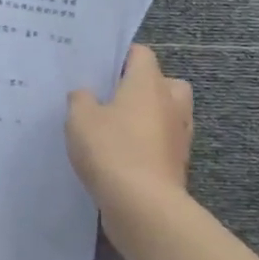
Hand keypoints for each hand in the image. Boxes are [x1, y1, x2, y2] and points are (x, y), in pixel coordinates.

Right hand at [67, 44, 194, 200]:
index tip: (99, 66)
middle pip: (165, 82)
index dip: (121, 55)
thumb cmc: (111, 149)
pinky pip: (163, 143)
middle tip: (115, 95)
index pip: (142, 54)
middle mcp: (170, 105)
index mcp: (148, 84)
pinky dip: (148, 144)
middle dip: (145, 86)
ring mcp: (178, 136)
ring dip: (149, 117)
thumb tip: (86, 95)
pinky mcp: (177, 165)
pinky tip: (121, 154)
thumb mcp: (79, 118)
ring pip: (168, 114)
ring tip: (116, 127)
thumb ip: (80, 99)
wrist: (143, 206)